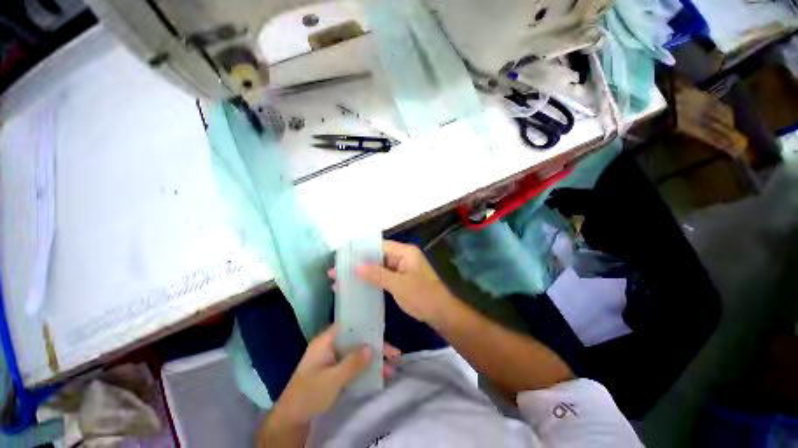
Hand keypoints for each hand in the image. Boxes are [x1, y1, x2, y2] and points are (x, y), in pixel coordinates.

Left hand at [271, 325, 400, 425]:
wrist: (291, 419)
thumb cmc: (309, 394)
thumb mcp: (332, 380)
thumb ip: (352, 363)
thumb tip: (372, 348)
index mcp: (326, 341)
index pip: (349, 325)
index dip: (366, 326)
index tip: (382, 331)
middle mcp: (330, 346)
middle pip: (356, 340)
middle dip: (374, 346)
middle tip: (394, 354)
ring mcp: (333, 359)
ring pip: (357, 353)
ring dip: (373, 360)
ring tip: (391, 368)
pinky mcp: (335, 371)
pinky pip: (354, 365)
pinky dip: (366, 369)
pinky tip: (379, 375)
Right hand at [332, 240, 456, 324]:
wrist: (441, 314)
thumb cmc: (423, 296)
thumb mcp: (399, 285)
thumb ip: (377, 274)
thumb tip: (356, 267)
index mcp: (405, 252)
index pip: (379, 246)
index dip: (361, 250)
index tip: (343, 256)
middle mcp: (402, 257)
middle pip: (377, 256)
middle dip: (358, 263)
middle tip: (336, 270)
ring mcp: (401, 268)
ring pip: (378, 267)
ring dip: (362, 273)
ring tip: (340, 279)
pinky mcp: (400, 279)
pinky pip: (383, 276)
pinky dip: (371, 281)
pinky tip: (356, 286)